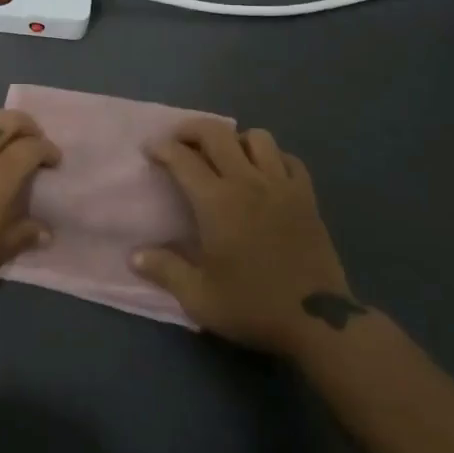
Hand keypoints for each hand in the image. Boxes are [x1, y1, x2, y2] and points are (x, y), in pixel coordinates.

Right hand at [132, 119, 363, 355]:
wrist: (319, 322)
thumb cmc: (253, 306)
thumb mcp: (199, 298)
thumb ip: (165, 271)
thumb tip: (134, 256)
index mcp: (216, 201)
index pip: (182, 158)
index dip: (161, 148)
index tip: (150, 149)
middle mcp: (247, 182)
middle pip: (216, 133)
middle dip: (191, 129)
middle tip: (179, 141)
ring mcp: (281, 185)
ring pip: (257, 137)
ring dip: (235, 140)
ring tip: (225, 157)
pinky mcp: (307, 196)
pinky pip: (288, 159)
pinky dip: (272, 157)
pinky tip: (264, 174)